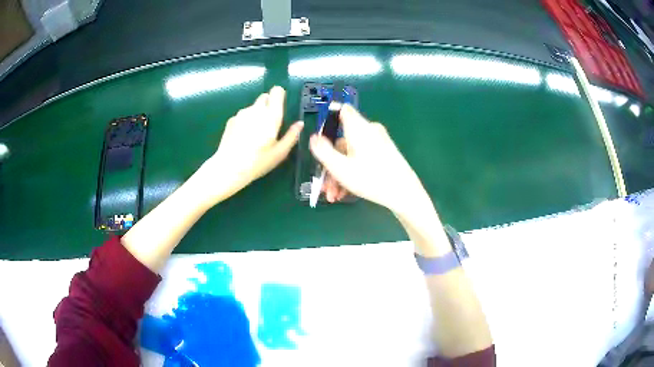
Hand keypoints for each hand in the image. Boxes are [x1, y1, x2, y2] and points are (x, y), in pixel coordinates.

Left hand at [194, 86, 302, 203]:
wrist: (229, 167)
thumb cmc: (258, 162)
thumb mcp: (280, 153)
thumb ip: (291, 135)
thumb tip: (299, 124)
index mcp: (271, 116)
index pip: (277, 91)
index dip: (280, 95)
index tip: (281, 105)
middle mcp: (256, 110)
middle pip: (264, 97)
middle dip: (269, 105)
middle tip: (270, 123)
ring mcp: (242, 114)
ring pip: (253, 107)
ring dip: (257, 114)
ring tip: (255, 134)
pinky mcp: (231, 120)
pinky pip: (243, 115)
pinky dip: (246, 121)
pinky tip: (244, 138)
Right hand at [309, 104, 429, 215]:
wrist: (405, 193)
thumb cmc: (371, 178)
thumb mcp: (340, 167)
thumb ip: (323, 150)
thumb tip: (314, 137)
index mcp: (358, 128)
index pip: (342, 110)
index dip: (329, 119)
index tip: (321, 139)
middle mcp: (369, 131)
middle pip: (343, 140)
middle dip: (330, 163)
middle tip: (325, 186)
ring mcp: (378, 143)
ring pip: (351, 153)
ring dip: (339, 174)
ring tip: (334, 196)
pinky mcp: (384, 154)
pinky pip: (362, 159)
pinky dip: (352, 172)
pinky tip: (346, 193)